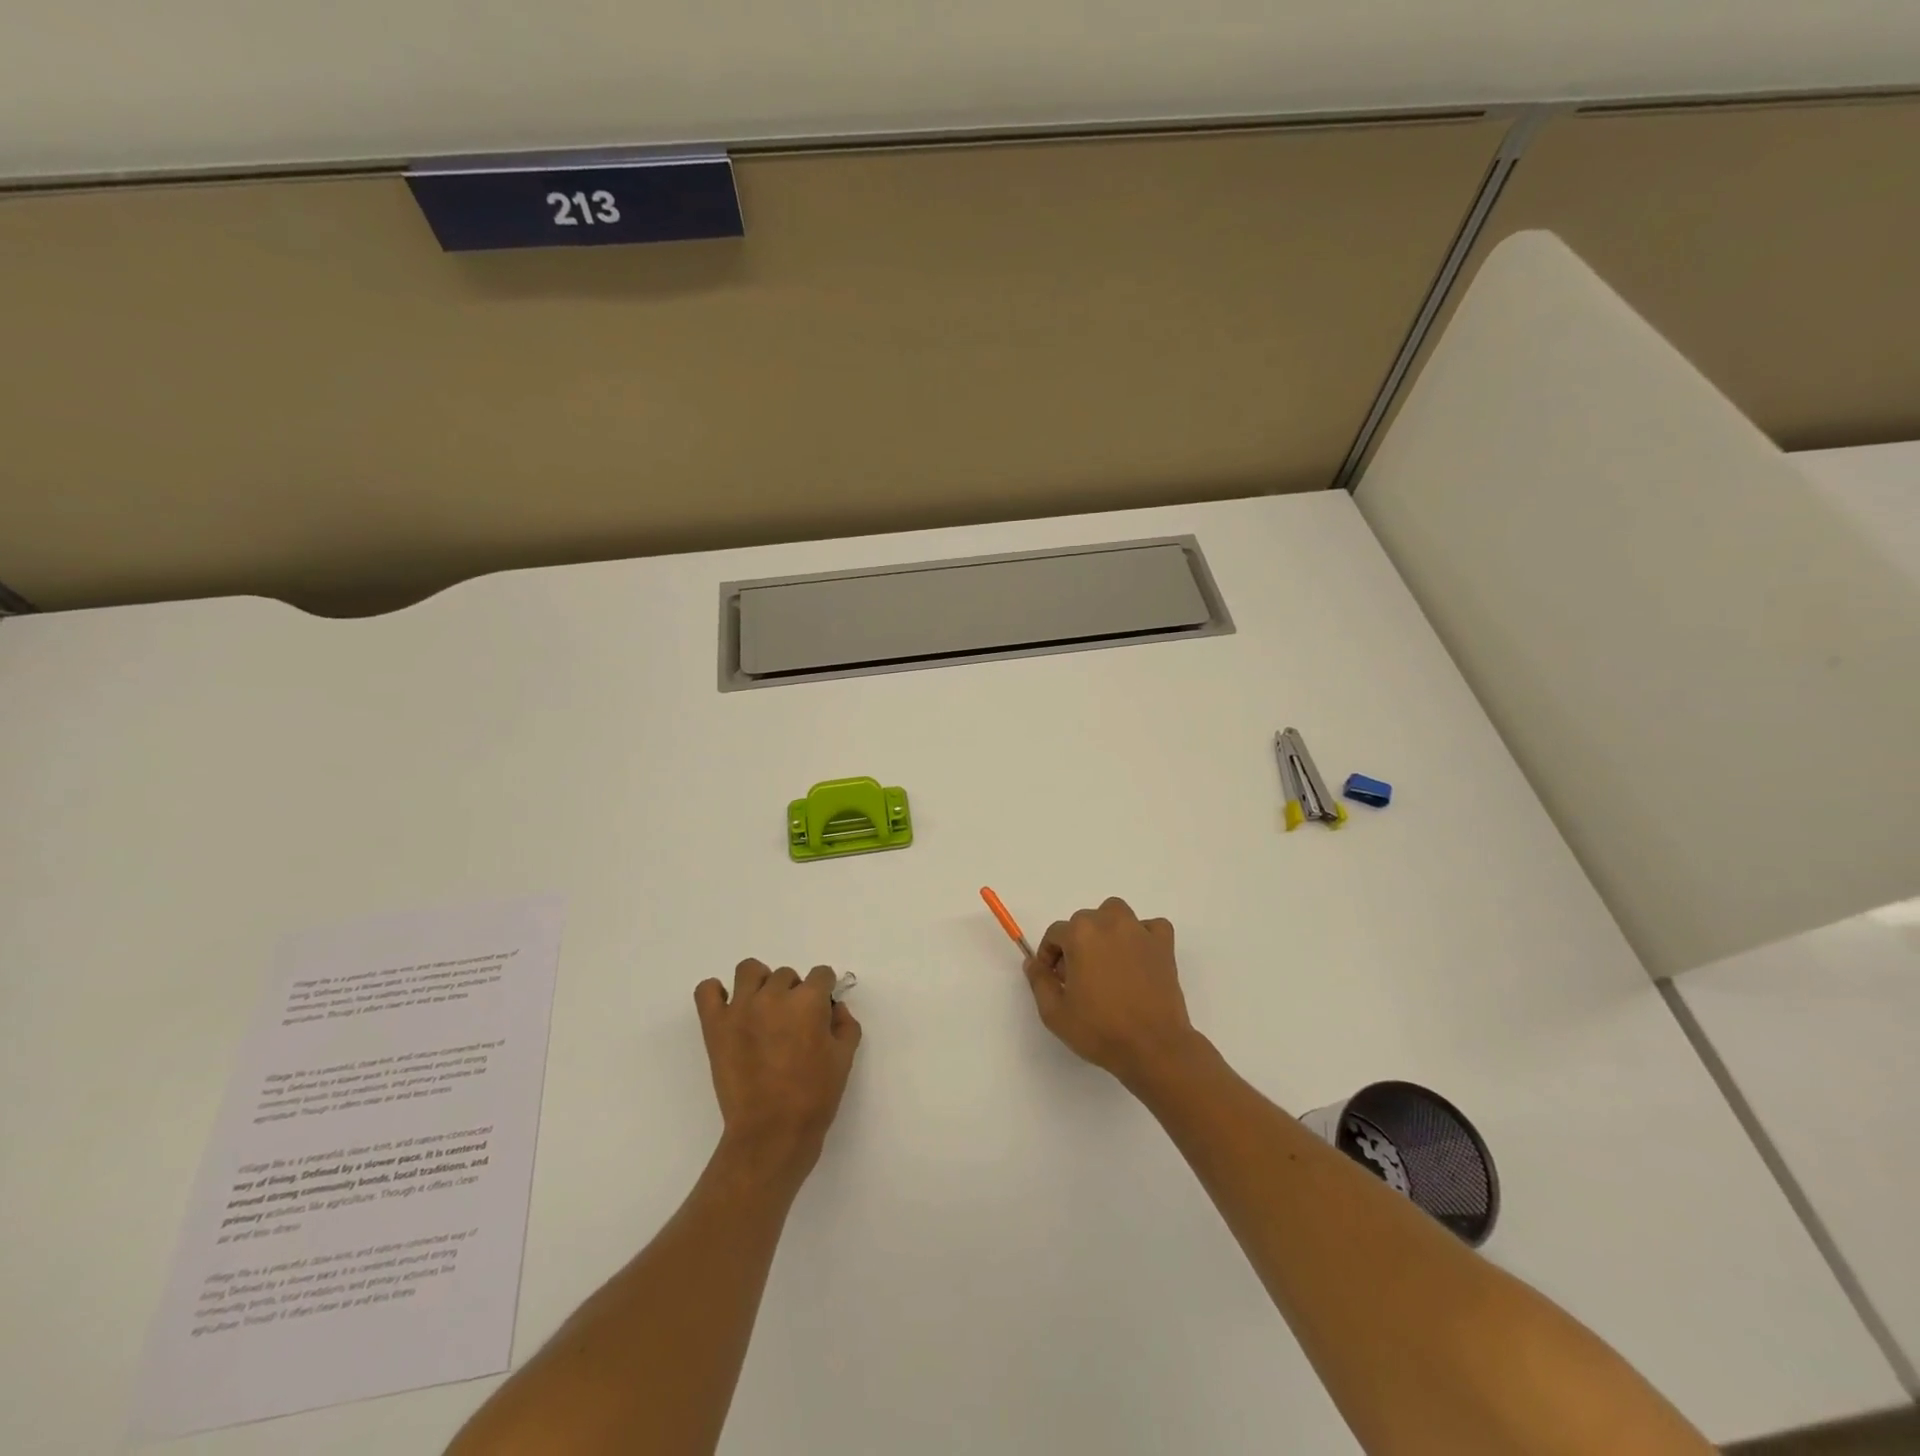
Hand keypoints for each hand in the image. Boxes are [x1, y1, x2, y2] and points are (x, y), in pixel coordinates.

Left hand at [694, 960, 861, 1179]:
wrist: (771, 1134)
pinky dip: (715, 993)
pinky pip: (707, 990)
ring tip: (762, 1010)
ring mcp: (740, 1008)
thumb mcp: (844, 1059)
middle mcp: (774, 995)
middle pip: (786, 974)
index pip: (821, 974)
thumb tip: (834, 1008)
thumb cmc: (814, 1097)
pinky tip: (729, 1011)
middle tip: (792, 1024)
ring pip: (749, 970)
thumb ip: (845, 1024)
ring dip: (760, 983)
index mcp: (808, 1001)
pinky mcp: (715, 1025)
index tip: (821, 1011)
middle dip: (794, 992)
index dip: (824, 992)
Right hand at [1024, 898, 1203, 1088]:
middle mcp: (1109, 923)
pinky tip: (1138, 957)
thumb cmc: (1100, 1030)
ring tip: (1106, 959)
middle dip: (1075, 944)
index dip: (1049, 956)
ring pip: (1116, 914)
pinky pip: (1151, 927)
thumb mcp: (1054, 1013)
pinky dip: (1143, 936)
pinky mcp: (1164, 946)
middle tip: (1078, 976)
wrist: (1153, 1048)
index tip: (1054, 979)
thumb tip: (1033, 963)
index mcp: (1080, 934)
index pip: (1055, 933)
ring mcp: (1140, 932)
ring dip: (1106, 929)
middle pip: (1084, 921)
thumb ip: (1039, 981)